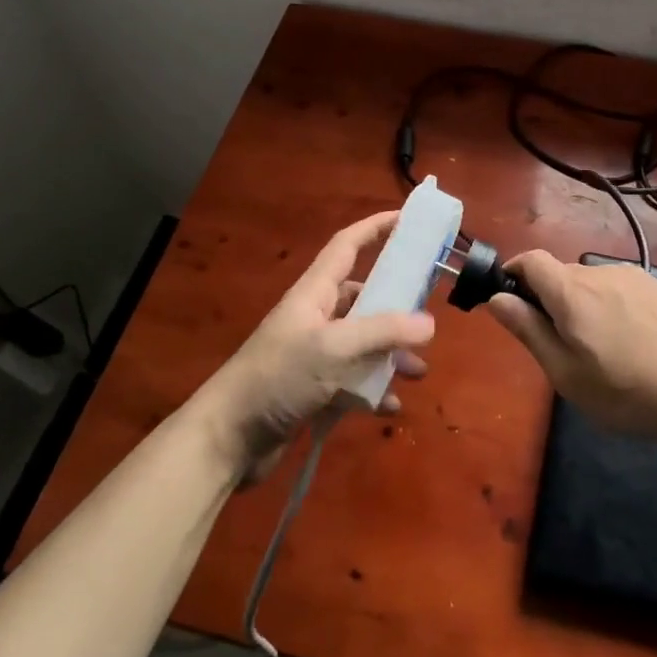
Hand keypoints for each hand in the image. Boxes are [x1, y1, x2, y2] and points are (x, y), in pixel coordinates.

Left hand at [200, 210, 433, 479]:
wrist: (227, 438)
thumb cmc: (278, 377)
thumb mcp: (334, 348)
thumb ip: (382, 332)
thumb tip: (429, 324)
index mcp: (315, 293)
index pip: (347, 245)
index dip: (375, 228)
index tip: (407, 219)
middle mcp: (317, 317)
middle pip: (364, 298)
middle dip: (397, 307)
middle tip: (429, 316)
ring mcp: (315, 355)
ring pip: (364, 343)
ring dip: (391, 354)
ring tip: (418, 372)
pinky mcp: (314, 389)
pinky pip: (354, 380)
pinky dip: (374, 389)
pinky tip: (390, 404)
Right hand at [486, 251, 656, 441]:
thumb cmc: (627, 391)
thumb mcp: (566, 373)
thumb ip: (528, 330)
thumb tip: (497, 298)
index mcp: (571, 291)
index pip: (531, 259)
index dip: (514, 272)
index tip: (510, 299)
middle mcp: (600, 273)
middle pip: (561, 274)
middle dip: (549, 299)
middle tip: (559, 344)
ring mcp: (634, 277)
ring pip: (591, 283)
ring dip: (582, 304)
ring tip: (601, 349)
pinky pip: (619, 289)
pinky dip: (611, 307)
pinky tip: (632, 343)